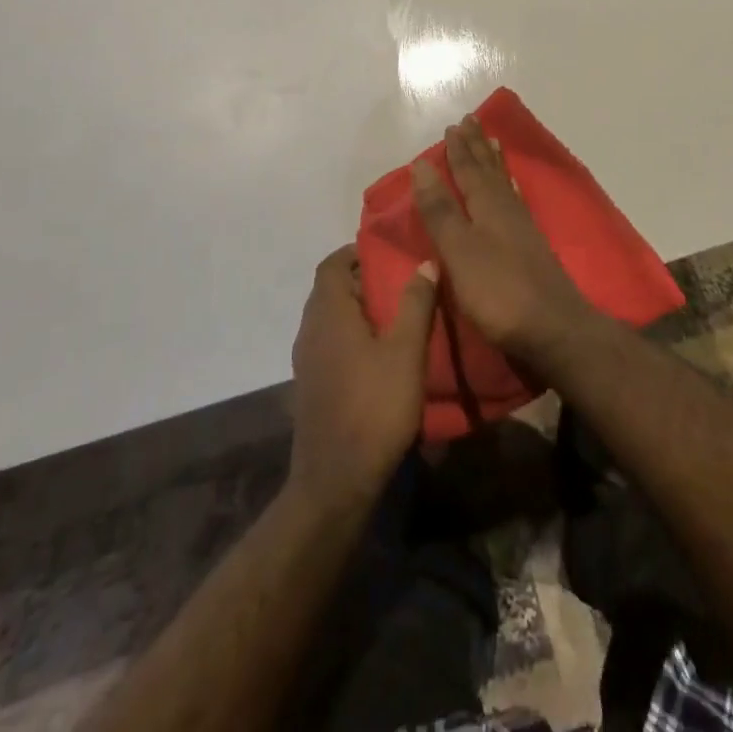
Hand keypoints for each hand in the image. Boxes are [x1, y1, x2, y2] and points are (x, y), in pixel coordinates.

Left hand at [288, 246, 438, 512]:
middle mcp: (310, 329)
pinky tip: (380, 352)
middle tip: (400, 280)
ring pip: (330, 316)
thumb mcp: (406, 351)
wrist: (335, 481)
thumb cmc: (374, 407)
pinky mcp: (312, 384)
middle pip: (330, 288)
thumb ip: (415, 303)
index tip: (388, 252)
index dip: (356, 252)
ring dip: (357, 307)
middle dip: (362, 278)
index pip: (331, 264)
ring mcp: (307, 359)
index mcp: (329, 313)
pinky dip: (351, 333)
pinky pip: (329, 341)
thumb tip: (425, 261)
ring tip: (396, 313)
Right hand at [410, 116, 593, 360]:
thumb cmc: (499, 292)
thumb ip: (440, 210)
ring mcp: (523, 228)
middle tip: (471, 122)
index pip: (468, 170)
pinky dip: (510, 187)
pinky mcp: (532, 248)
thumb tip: (421, 165)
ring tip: (493, 142)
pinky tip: (512, 190)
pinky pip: (516, 201)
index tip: (453, 125)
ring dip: (495, 162)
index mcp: (487, 206)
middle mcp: (507, 209)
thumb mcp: (459, 251)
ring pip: (505, 183)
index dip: (458, 150)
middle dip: (477, 148)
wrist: (554, 330)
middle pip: (489, 171)